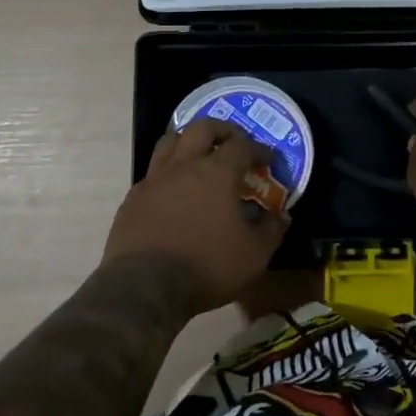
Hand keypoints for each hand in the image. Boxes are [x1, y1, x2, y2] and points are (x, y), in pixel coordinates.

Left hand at [103, 118, 289, 313]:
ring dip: (189, 141)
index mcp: (217, 172)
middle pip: (202, 128)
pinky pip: (153, 173)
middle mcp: (184, 165)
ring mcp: (154, 179)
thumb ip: (271, 230)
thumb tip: (281, 216)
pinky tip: (174, 191)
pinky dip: (168, 173)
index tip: (269, 160)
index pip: (242, 145)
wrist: (145, 287)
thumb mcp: (254, 255)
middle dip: (222, 129)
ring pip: (170, 142)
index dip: (259, 149)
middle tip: (234, 141)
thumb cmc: (207, 266)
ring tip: (200, 155)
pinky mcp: (133, 198)